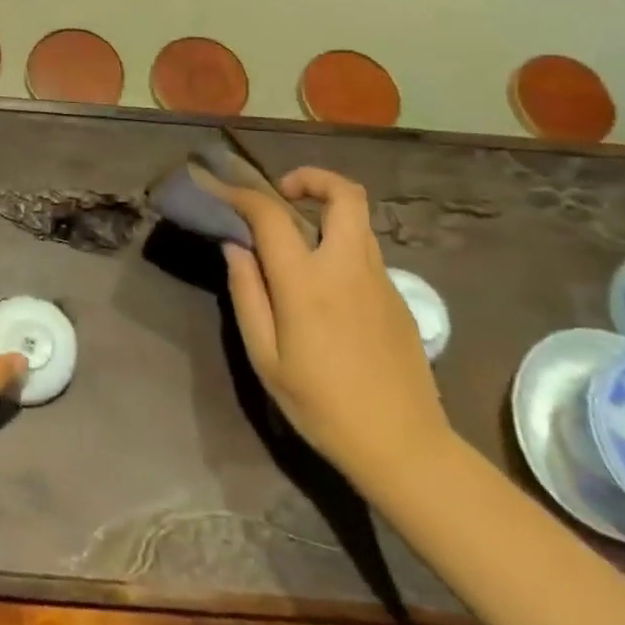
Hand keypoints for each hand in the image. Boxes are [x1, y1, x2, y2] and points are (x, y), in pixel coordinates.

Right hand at [216, 168, 449, 482]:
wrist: (403, 446)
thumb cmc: (322, 405)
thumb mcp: (265, 357)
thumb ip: (247, 294)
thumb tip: (235, 246)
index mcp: (307, 283)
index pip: (271, 214)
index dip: (243, 195)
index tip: (222, 191)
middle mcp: (348, 268)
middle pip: (345, 194)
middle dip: (313, 179)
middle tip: (283, 194)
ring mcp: (380, 280)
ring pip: (358, 221)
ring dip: (327, 212)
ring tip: (297, 239)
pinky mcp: (397, 297)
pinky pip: (366, 252)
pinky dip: (340, 245)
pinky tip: (323, 285)